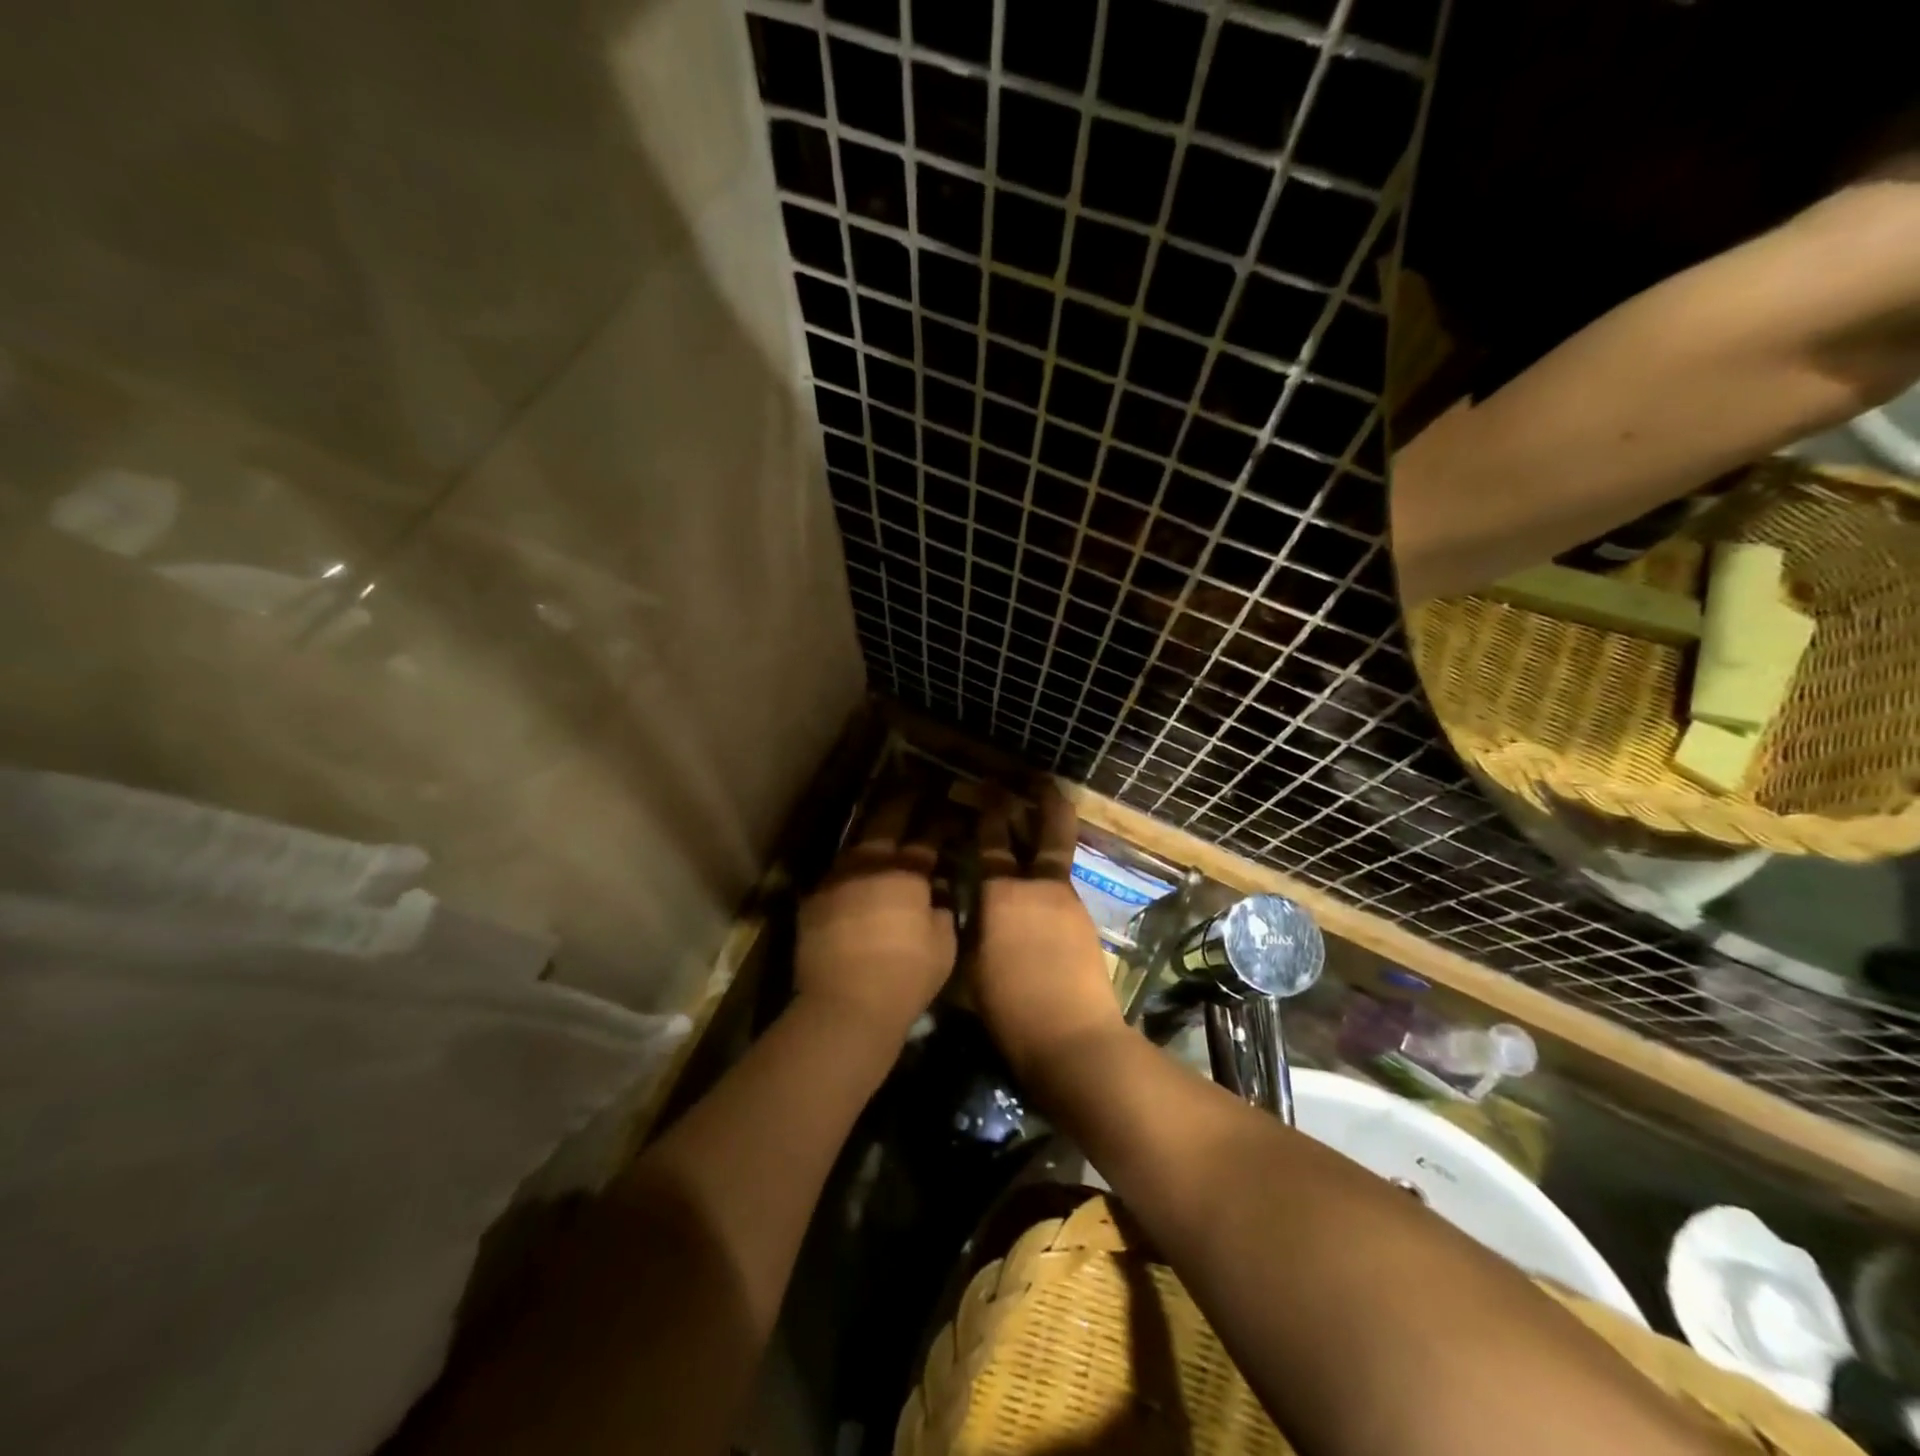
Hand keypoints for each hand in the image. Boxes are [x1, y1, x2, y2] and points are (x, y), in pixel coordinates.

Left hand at [794, 793, 956, 1048]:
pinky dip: (848, 872)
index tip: (948, 810)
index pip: (926, 836)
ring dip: (871, 835)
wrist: (845, 1005)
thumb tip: (937, 893)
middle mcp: (868, 865)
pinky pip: (835, 876)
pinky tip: (853, 876)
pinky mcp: (812, 902)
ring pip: (855, 845)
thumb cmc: (906, 976)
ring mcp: (835, 880)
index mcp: (906, 872)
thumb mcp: (943, 945)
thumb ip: (942, 911)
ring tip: (880, 826)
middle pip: (885, 822)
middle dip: (901, 802)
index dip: (939, 821)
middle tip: (912, 788)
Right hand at [970, 782, 1127, 1080]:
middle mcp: (1038, 887)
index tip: (986, 787)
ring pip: (1057, 858)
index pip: (991, 841)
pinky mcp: (1085, 923)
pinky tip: (1039, 891)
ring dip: (1048, 838)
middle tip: (1040, 778)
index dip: (988, 811)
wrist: (1073, 1040)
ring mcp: (1068, 902)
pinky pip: (1063, 888)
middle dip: (1045, 800)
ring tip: (1038, 826)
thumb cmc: (1009, 1008)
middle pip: (1048, 831)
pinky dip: (1051, 878)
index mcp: (1002, 893)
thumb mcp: (969, 967)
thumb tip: (969, 908)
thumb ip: (970, 928)